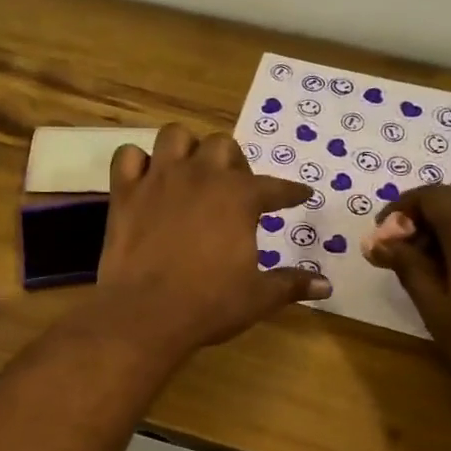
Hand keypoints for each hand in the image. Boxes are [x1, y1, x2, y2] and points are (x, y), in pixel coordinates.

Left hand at [94, 124, 330, 355]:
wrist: (145, 314)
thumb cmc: (209, 305)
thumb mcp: (258, 297)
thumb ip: (292, 284)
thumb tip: (326, 286)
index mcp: (240, 197)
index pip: (276, 188)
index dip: (291, 193)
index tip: (300, 195)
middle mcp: (201, 176)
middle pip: (223, 146)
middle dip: (233, 163)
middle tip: (233, 190)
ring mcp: (159, 179)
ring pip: (175, 136)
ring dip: (186, 149)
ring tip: (189, 172)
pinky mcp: (124, 192)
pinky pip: (127, 156)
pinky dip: (137, 163)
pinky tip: (145, 180)